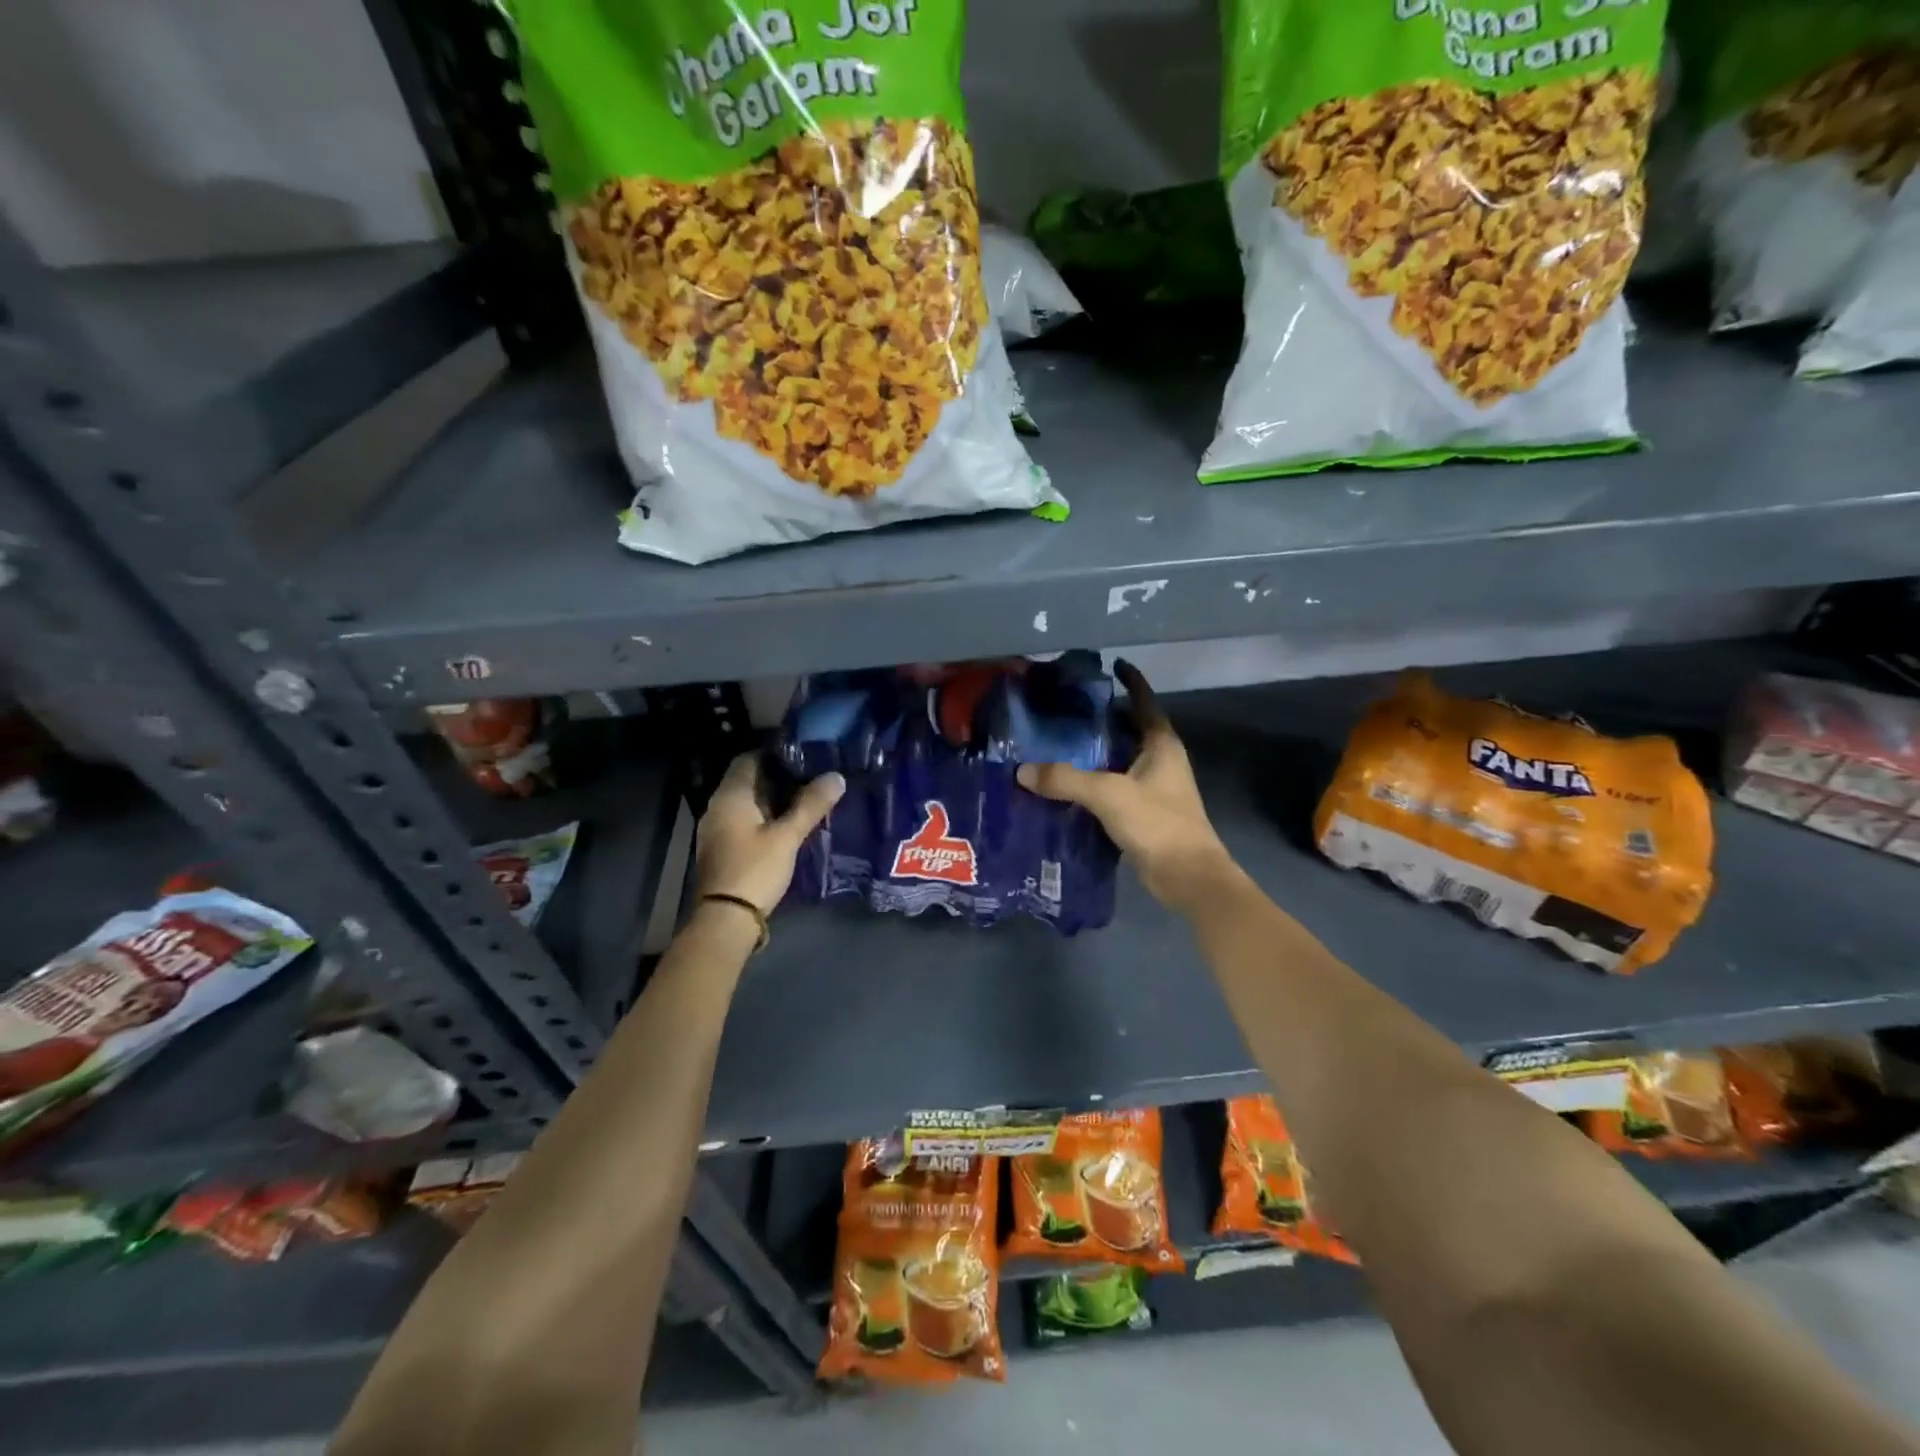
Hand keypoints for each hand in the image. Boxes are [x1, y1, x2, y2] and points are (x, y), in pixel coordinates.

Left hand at [694, 754, 844, 916]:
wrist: (726, 919)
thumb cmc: (755, 870)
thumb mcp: (787, 836)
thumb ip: (811, 805)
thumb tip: (836, 776)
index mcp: (730, 796)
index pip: (748, 759)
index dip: (774, 754)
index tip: (802, 755)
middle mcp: (718, 807)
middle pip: (747, 781)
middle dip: (777, 777)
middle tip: (810, 776)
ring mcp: (717, 830)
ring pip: (747, 803)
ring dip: (772, 799)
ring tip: (805, 799)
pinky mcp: (722, 849)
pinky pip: (744, 821)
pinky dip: (764, 817)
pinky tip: (787, 825)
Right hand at [1017, 661, 1235, 914]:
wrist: (1187, 877)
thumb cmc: (1157, 823)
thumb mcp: (1108, 795)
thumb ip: (1065, 780)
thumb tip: (1022, 771)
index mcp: (1161, 744)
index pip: (1144, 702)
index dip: (1130, 681)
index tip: (1111, 664)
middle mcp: (1160, 760)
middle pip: (1128, 729)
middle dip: (1101, 718)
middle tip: (1064, 708)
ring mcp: (1153, 788)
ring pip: (1119, 760)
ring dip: (1094, 753)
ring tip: (1056, 743)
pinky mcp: (1143, 813)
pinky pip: (1113, 787)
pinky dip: (1093, 782)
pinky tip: (1065, 786)